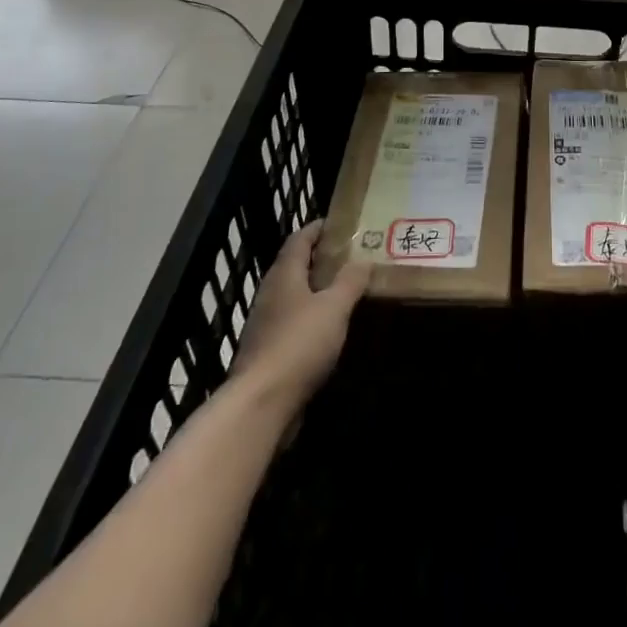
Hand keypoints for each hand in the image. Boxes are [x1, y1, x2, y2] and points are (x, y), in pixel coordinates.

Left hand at [228, 222, 367, 411]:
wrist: (261, 403)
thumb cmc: (299, 344)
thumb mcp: (334, 308)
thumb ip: (350, 281)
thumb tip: (364, 259)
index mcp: (285, 274)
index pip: (300, 239)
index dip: (318, 228)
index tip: (339, 223)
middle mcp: (271, 293)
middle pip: (294, 265)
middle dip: (319, 258)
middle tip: (349, 255)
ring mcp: (266, 323)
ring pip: (293, 295)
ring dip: (315, 289)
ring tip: (343, 289)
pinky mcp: (267, 351)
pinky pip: (292, 321)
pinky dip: (310, 316)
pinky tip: (328, 328)